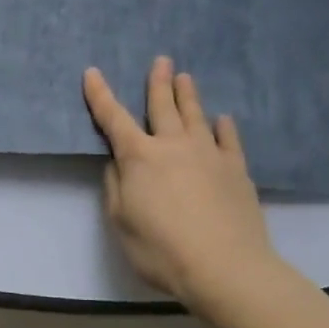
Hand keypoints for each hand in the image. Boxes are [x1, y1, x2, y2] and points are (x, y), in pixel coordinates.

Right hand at [83, 57, 281, 303]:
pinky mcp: (236, 170)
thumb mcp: (121, 221)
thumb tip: (118, 164)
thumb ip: (116, 187)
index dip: (100, 95)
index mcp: (139, 157)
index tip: (92, 72)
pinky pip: (228, 140)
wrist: (224, 267)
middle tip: (160, 60)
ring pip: (196, 116)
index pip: (113, 119)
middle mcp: (174, 146)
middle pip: (162, 107)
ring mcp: (209, 154)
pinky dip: (223, 127)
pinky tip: (222, 120)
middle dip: (157, 83)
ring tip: (186, 77)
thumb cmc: (160, 248)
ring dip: (188, 95)